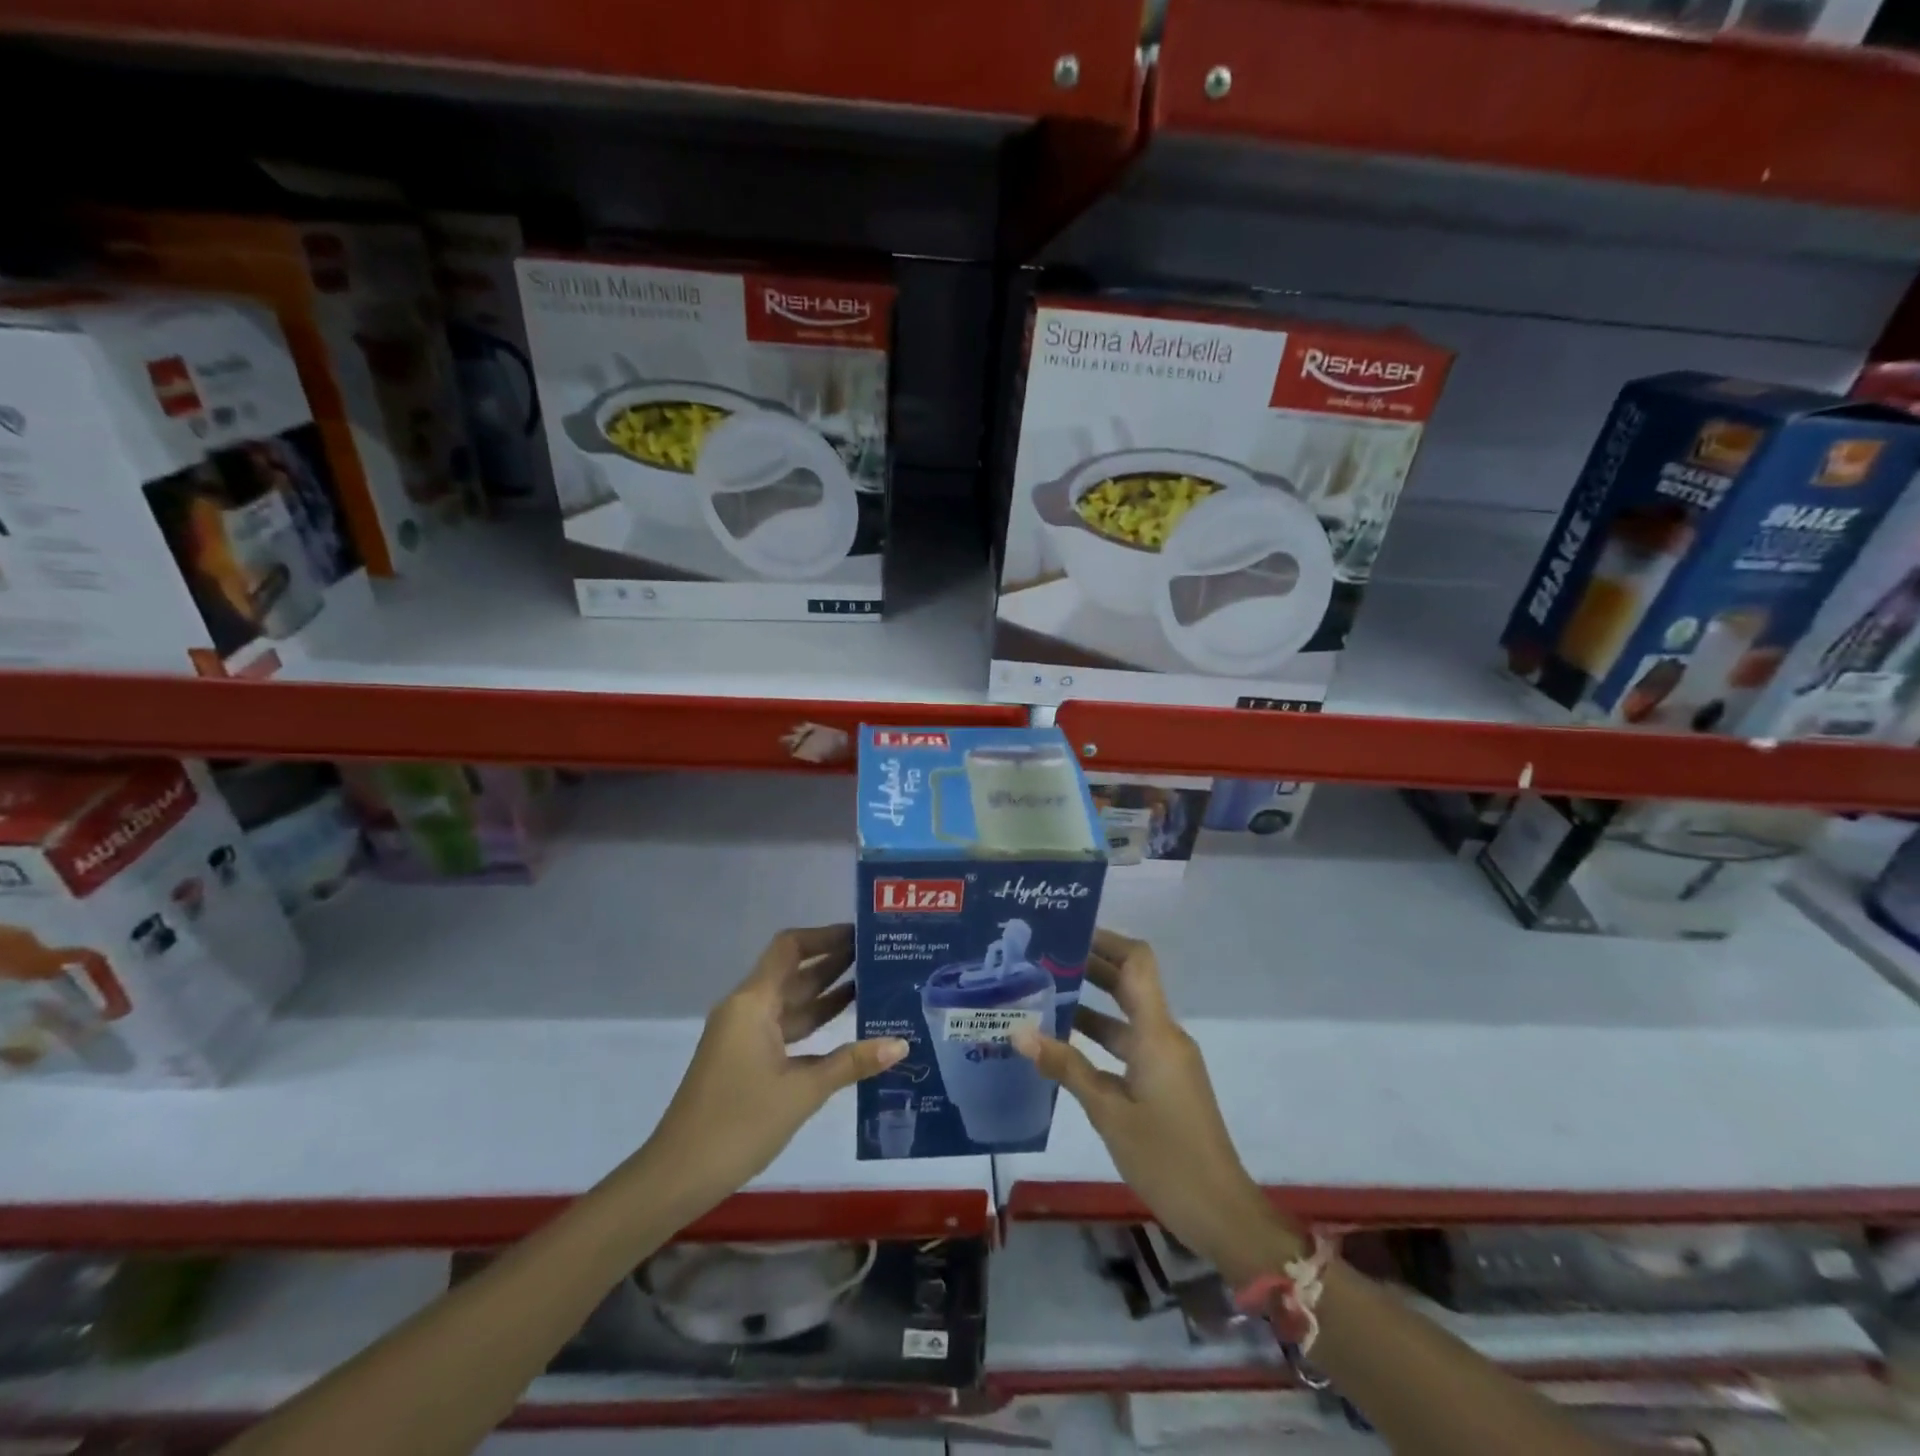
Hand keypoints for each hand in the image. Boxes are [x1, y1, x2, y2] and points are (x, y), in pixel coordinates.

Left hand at [643, 925, 905, 1216]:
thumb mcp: (802, 1092)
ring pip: (792, 1003)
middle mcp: (747, 1010)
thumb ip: (851, 1063)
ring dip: (828, 993)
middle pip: (794, 972)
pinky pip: (786, 1029)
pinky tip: (849, 1030)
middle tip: (880, 956)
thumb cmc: (738, 1124)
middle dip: (834, 962)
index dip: (825, 936)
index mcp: (753, 1003)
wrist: (678, 1176)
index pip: (791, 948)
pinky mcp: (746, 1060)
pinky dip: (815, 1024)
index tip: (862, 934)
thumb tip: (901, 1044)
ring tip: (874, 984)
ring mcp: (744, 1036)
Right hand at [1013, 929, 1299, 1283]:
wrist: (1221, 1213)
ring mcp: (1165, 1060)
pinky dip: (1097, 1037)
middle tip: (1042, 959)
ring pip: (1124, 1016)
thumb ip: (1066, 1068)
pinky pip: (1127, 1044)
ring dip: (1088, 1004)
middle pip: (1128, 983)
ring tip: (1041, 996)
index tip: (1067, 931)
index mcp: (1156, 1033)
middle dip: (1089, 966)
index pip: (1137, 962)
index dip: (1106, 940)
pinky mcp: (1163, 1082)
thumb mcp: (1109, 1112)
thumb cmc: (1167, 1157)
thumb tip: (1019, 1032)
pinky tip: (1062, 1047)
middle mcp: (1164, 1036)